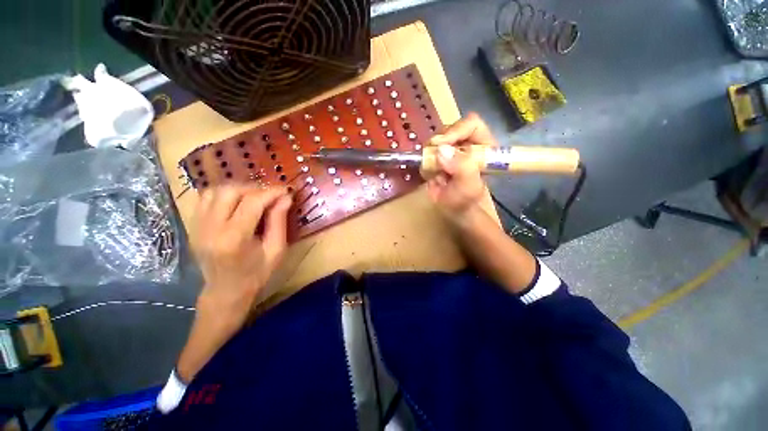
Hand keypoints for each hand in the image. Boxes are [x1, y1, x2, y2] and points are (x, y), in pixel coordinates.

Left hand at [190, 185, 292, 325]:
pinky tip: (236, 203)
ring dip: (238, 190)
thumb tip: (286, 198)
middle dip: (254, 189)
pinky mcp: (193, 226)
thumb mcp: (276, 250)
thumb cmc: (256, 274)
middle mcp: (210, 229)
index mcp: (234, 239)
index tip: (285, 190)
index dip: (271, 192)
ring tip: (254, 198)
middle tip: (270, 196)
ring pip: (215, 191)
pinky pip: (204, 198)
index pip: (252, 203)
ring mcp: (198, 227)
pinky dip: (223, 194)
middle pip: (230, 192)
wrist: (226, 291)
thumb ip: (279, 221)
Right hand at [426, 112, 497, 222]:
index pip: (471, 124)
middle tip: (432, 155)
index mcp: (483, 145)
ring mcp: (450, 151)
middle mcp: (466, 144)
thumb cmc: (466, 199)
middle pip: (449, 129)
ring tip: (433, 170)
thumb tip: (441, 149)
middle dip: (439, 141)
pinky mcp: (437, 158)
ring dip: (430, 153)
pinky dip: (425, 163)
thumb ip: (461, 167)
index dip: (456, 130)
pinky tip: (431, 176)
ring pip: (435, 140)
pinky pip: (426, 153)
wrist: (453, 210)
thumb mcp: (468, 185)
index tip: (442, 143)